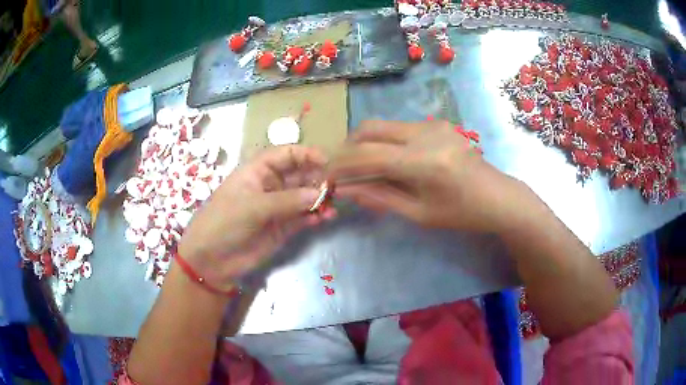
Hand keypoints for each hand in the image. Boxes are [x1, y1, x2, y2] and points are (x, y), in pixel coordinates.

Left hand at [178, 145, 333, 290]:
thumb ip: (287, 200)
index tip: (326, 161)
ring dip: (319, 199)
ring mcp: (277, 208)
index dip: (305, 154)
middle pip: (299, 175)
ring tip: (334, 203)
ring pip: (304, 197)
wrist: (212, 259)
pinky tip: (325, 218)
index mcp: (258, 171)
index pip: (285, 154)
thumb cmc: (225, 222)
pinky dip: (314, 217)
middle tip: (335, 186)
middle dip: (316, 178)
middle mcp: (270, 186)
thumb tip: (319, 194)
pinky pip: (302, 218)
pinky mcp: (282, 228)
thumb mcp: (253, 206)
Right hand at [328, 120, 520, 232]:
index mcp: (422, 162)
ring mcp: (432, 125)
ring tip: (363, 167)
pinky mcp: (437, 123)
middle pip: (370, 128)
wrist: (497, 196)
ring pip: (383, 126)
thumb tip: (346, 190)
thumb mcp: (419, 213)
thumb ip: (379, 197)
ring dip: (366, 143)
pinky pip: (399, 128)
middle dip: (348, 147)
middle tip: (342, 168)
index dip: (341, 164)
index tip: (327, 175)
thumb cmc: (461, 213)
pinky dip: (386, 142)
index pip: (367, 155)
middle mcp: (424, 134)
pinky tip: (390, 161)